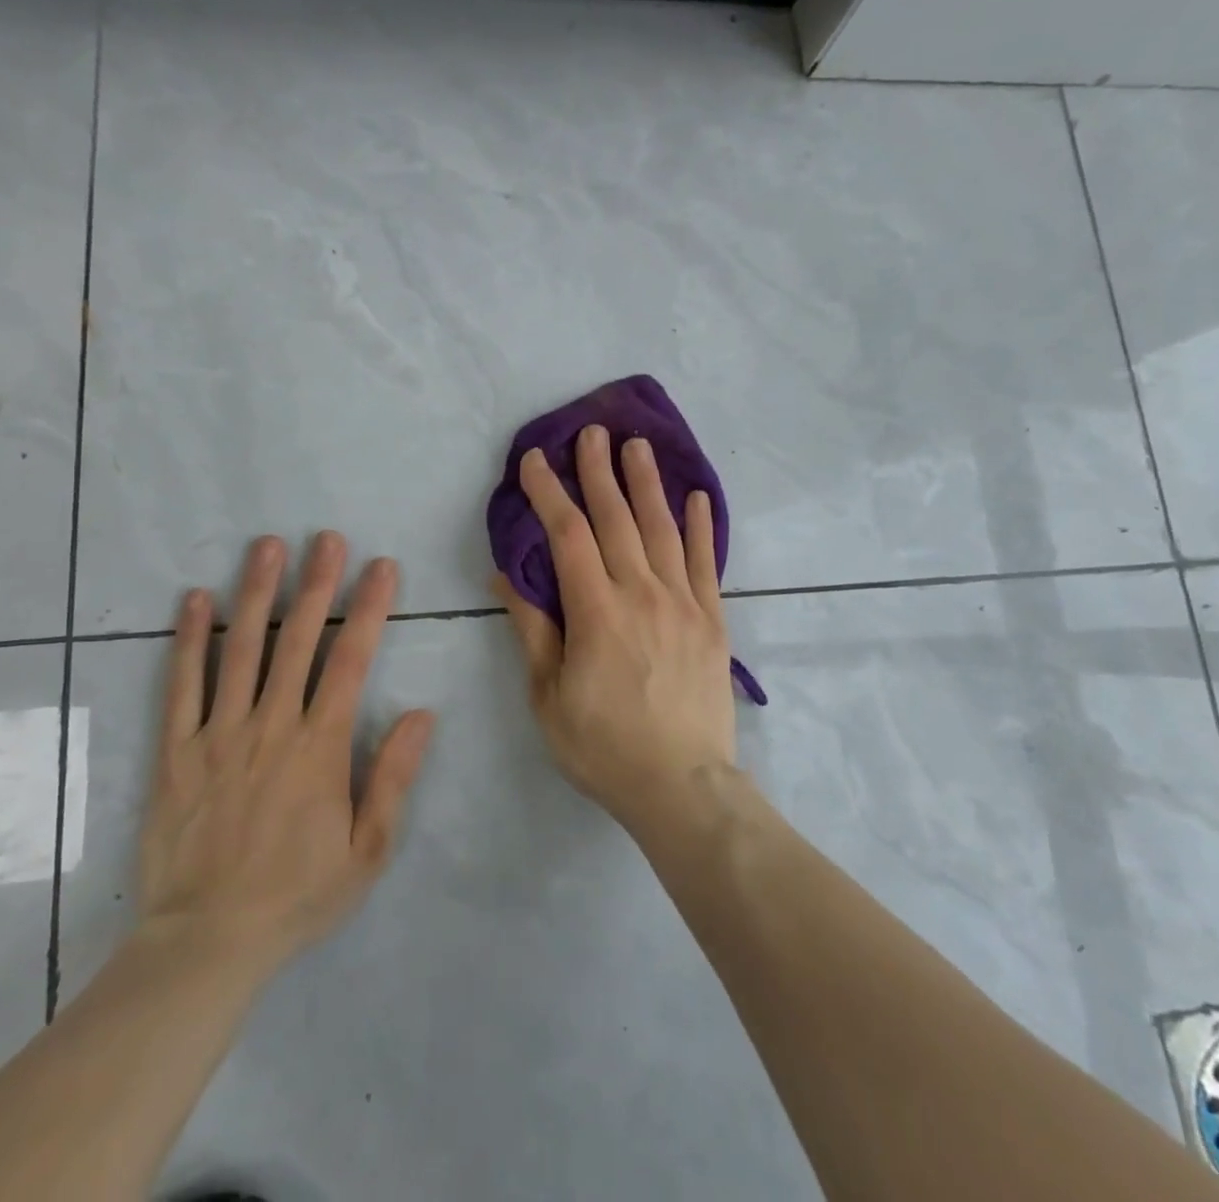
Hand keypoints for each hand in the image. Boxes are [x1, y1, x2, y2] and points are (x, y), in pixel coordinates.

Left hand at [137, 532, 435, 978]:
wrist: (206, 943)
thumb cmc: (297, 895)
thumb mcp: (368, 851)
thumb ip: (393, 777)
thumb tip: (423, 714)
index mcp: (320, 747)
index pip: (351, 660)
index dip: (369, 608)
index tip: (381, 566)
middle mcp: (270, 726)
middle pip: (297, 641)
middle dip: (316, 584)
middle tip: (325, 537)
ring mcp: (218, 734)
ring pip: (240, 649)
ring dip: (256, 593)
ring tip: (267, 546)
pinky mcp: (176, 751)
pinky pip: (181, 685)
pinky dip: (188, 639)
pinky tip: (194, 599)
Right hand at [494, 425, 736, 836]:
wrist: (683, 787)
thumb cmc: (604, 747)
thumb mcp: (549, 697)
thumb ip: (532, 631)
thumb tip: (506, 578)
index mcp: (596, 612)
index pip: (568, 535)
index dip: (548, 493)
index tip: (534, 460)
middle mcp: (642, 594)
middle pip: (617, 519)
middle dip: (599, 472)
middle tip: (593, 431)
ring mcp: (683, 603)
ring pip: (662, 529)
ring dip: (647, 483)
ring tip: (638, 446)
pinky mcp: (712, 620)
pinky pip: (705, 562)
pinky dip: (701, 526)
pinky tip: (697, 497)